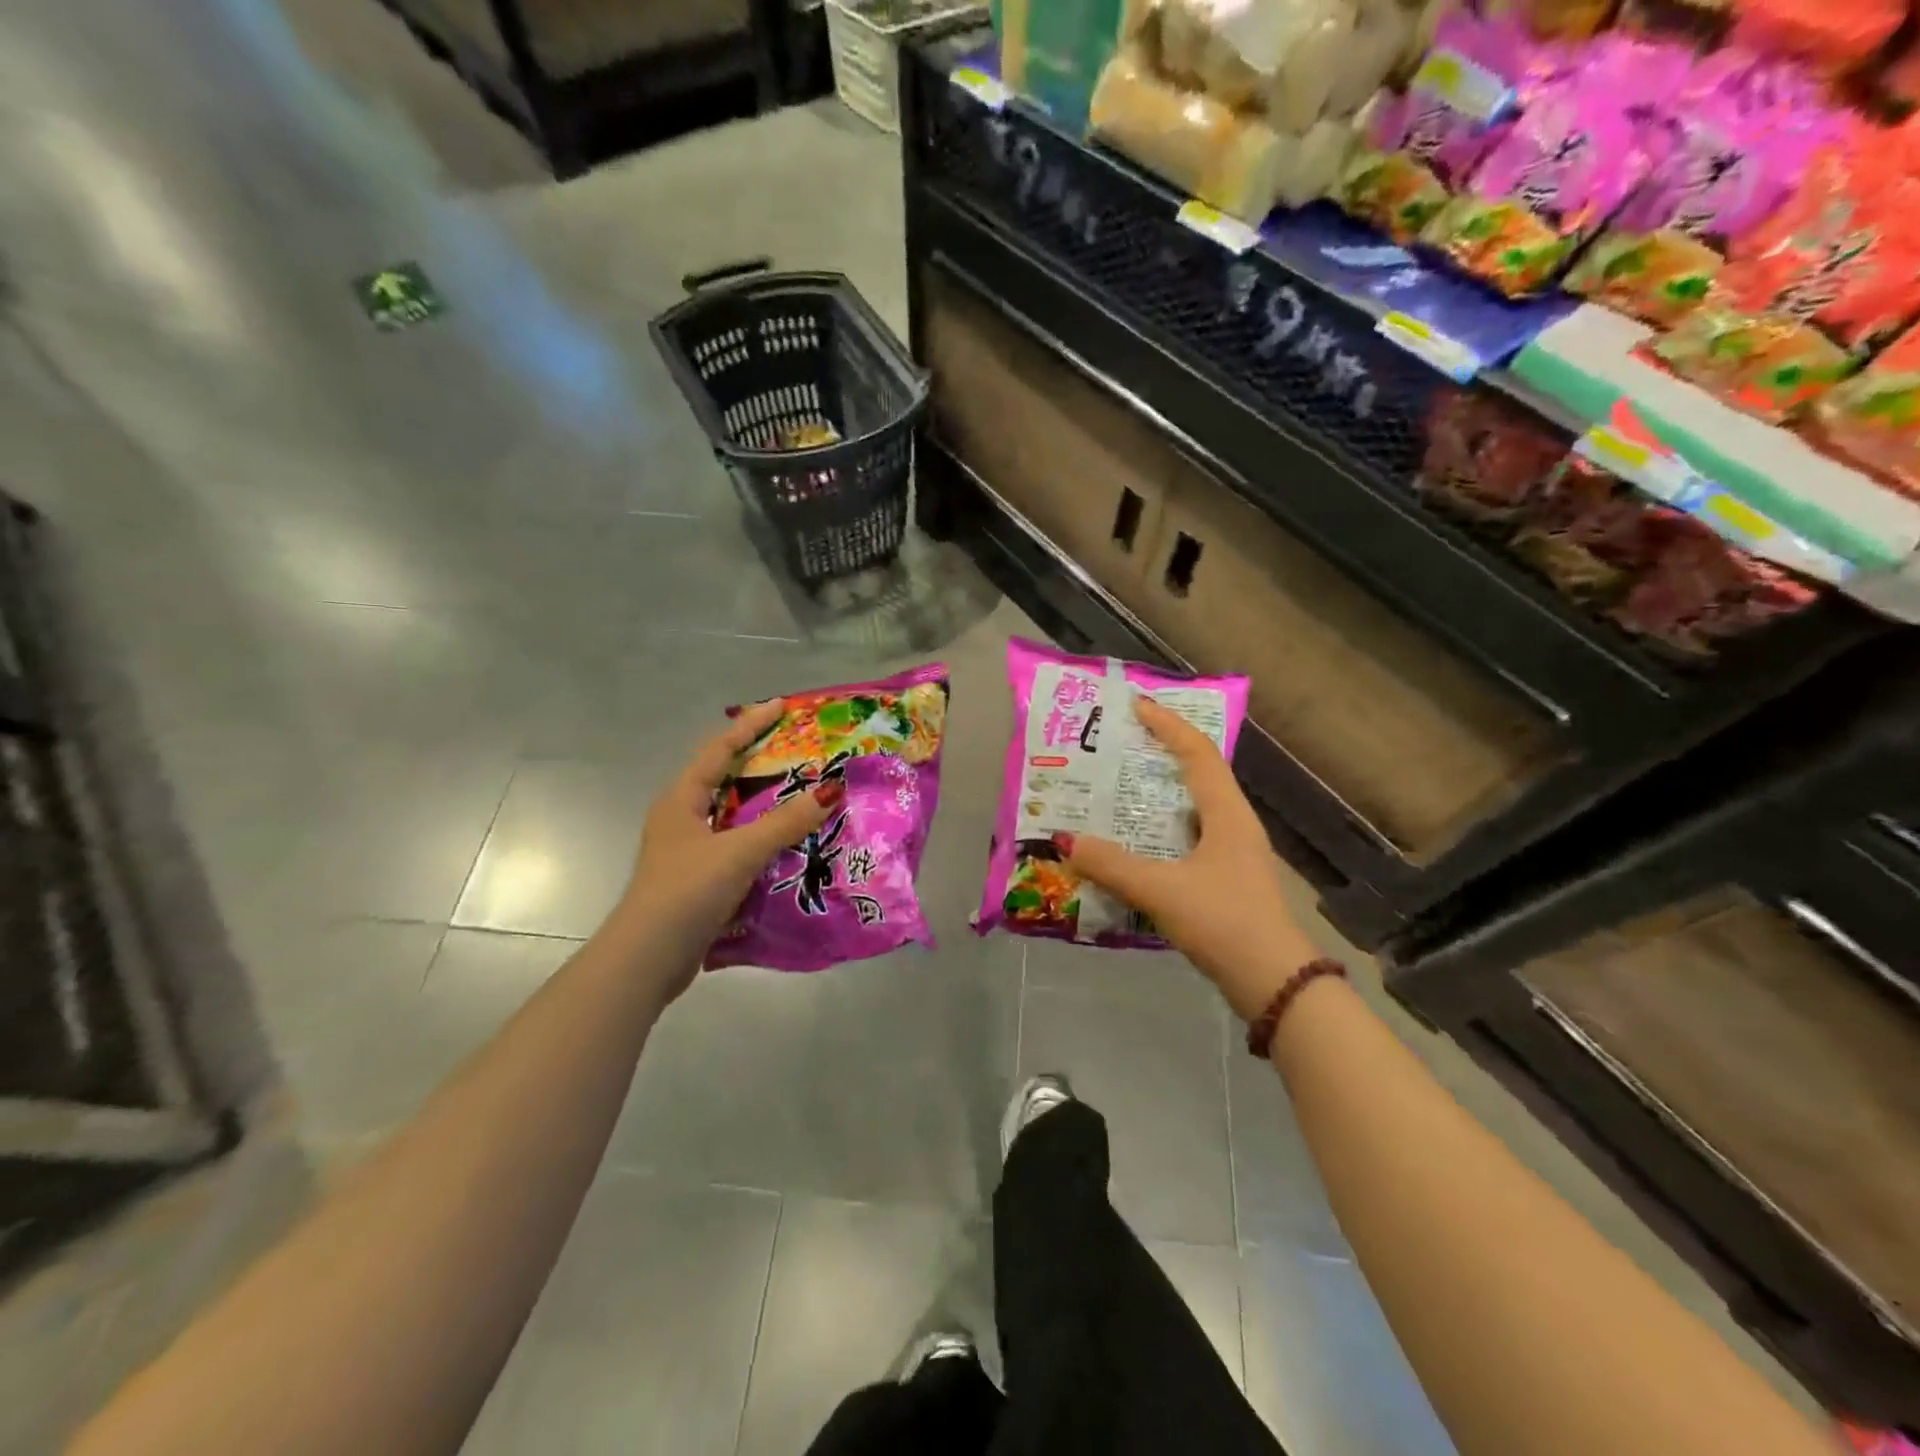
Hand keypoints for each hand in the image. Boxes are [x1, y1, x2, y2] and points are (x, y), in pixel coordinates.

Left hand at [621, 700, 839, 990]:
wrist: (647, 960)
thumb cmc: (687, 892)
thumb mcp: (739, 851)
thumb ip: (785, 822)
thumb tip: (829, 790)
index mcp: (682, 800)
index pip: (719, 750)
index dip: (750, 725)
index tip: (781, 707)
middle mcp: (683, 819)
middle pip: (727, 779)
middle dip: (763, 764)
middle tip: (802, 753)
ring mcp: (689, 851)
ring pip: (735, 816)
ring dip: (767, 806)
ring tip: (805, 796)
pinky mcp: (699, 880)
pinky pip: (738, 846)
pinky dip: (764, 840)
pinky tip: (791, 846)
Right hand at [1062, 698, 1324, 1020]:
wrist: (1273, 983)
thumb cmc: (1223, 922)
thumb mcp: (1162, 890)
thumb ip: (1112, 865)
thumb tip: (1065, 840)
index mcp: (1227, 814)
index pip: (1198, 753)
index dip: (1168, 726)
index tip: (1137, 706)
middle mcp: (1235, 825)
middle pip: (1199, 774)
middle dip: (1162, 754)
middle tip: (1121, 745)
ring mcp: (1234, 854)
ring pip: (1193, 808)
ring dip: (1160, 794)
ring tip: (1120, 789)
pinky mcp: (1227, 880)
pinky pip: (1189, 838)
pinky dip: (1161, 830)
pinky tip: (1135, 845)